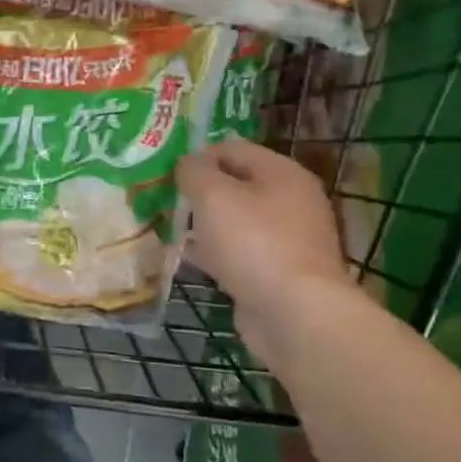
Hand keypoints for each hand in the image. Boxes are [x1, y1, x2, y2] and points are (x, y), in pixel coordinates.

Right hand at [179, 137, 360, 356]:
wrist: (295, 313)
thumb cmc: (252, 242)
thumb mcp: (213, 195)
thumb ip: (194, 171)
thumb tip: (187, 164)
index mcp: (282, 173)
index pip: (232, 148)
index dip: (196, 156)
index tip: (167, 175)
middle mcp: (291, 200)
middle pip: (235, 184)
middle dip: (199, 192)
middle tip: (165, 202)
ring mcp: (287, 238)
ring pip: (235, 220)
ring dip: (204, 223)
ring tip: (170, 230)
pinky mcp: (278, 270)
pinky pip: (239, 251)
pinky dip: (215, 252)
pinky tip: (190, 259)